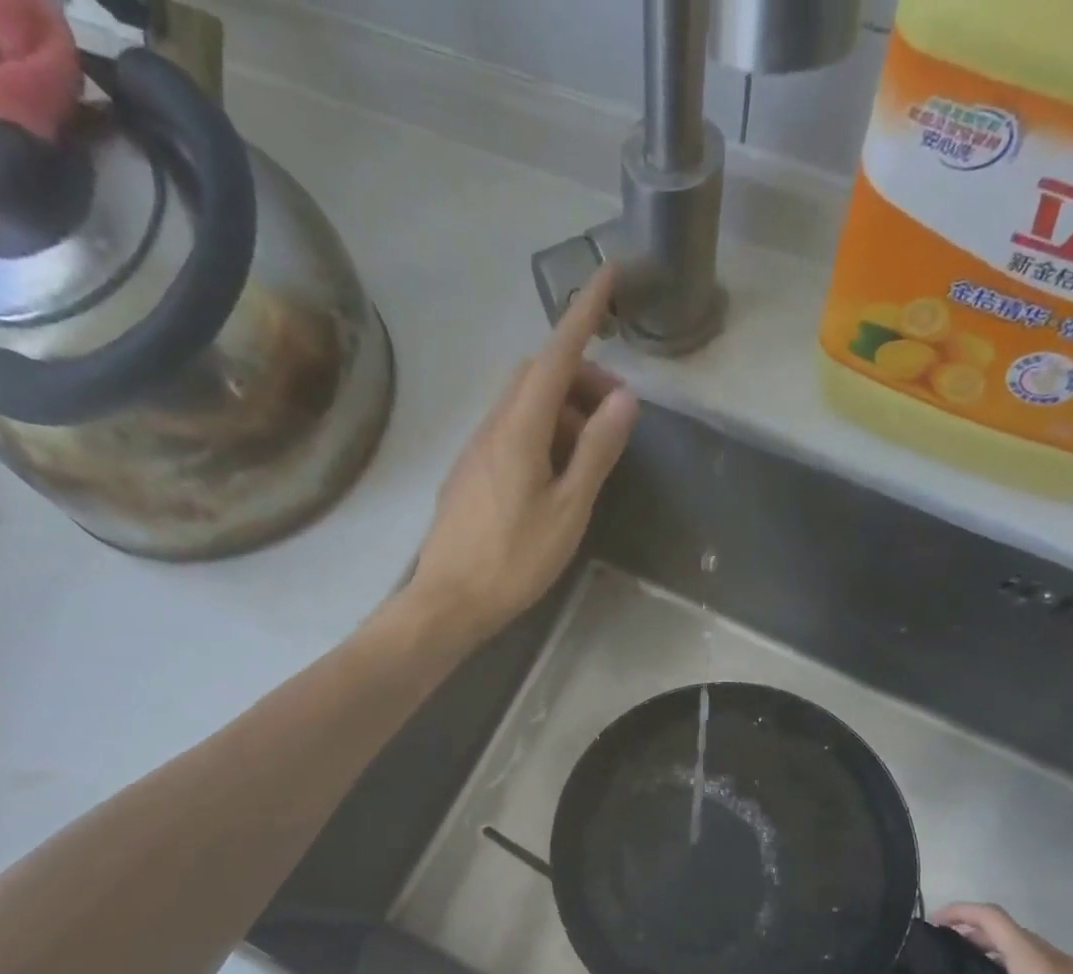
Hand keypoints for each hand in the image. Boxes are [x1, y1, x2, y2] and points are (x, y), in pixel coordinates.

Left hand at [405, 267, 639, 646]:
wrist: (449, 601)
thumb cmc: (515, 560)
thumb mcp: (569, 509)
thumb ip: (597, 451)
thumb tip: (623, 399)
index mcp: (519, 429)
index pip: (555, 355)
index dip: (583, 314)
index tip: (606, 274)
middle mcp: (492, 427)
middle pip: (537, 376)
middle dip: (579, 376)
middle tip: (613, 416)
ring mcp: (475, 450)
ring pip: (522, 405)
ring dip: (561, 411)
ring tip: (589, 457)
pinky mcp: (468, 474)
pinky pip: (509, 432)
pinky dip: (540, 434)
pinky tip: (555, 475)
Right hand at [919, 904, 1072, 973]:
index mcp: (1035, 964)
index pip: (991, 917)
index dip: (960, 912)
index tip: (936, 924)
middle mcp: (1061, 960)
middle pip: (1013, 931)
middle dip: (978, 933)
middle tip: (952, 952)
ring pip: (1036, 949)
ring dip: (1004, 951)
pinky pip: (1056, 966)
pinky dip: (1029, 967)